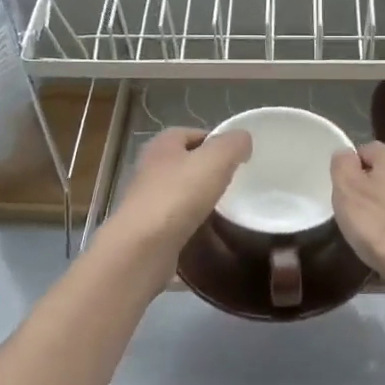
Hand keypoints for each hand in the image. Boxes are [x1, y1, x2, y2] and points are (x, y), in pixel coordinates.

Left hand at [101, 126, 250, 275]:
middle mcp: (150, 169)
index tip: (238, 156)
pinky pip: (177, 223)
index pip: (192, 134)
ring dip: (201, 201)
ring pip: (181, 194)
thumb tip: (242, 140)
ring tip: (227, 210)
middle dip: (209, 172)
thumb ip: (232, 144)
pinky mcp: (148, 231)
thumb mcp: (215, 160)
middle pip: (186, 164)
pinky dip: (193, 227)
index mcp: (162, 145)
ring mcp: (147, 202)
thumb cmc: (178, 196)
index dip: (216, 141)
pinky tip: (210, 235)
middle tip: (236, 182)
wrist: (142, 249)